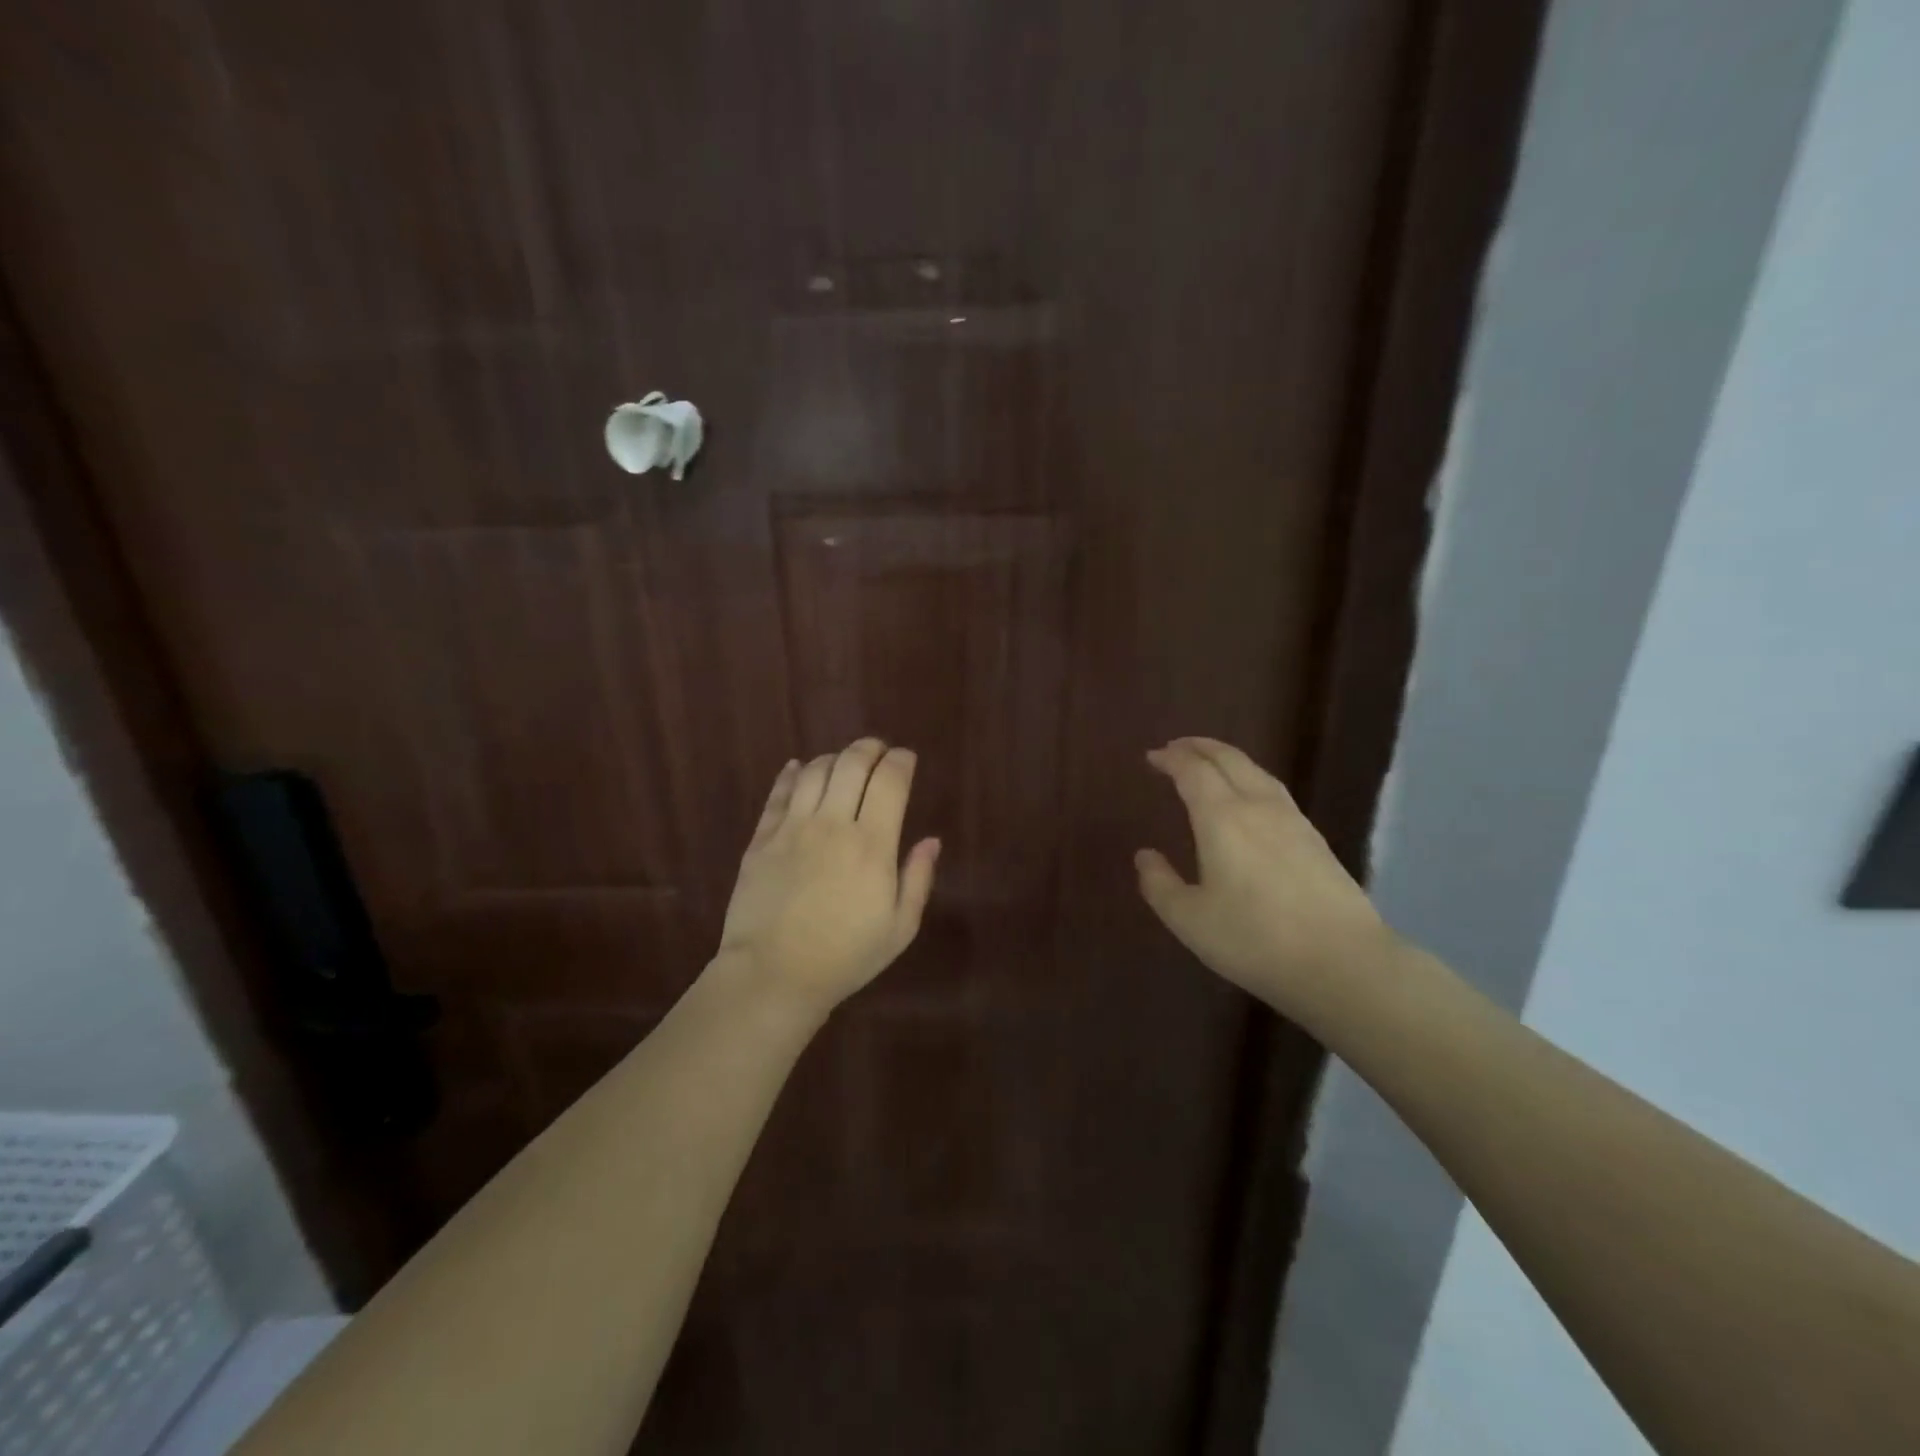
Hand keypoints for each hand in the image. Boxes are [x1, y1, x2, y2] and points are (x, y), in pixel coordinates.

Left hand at [717, 738, 940, 1015]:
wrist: (773, 975)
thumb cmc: (845, 957)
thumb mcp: (899, 928)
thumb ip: (918, 878)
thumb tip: (931, 840)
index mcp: (872, 844)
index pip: (890, 781)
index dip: (901, 761)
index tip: (906, 759)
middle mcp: (833, 824)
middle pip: (852, 763)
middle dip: (870, 748)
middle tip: (878, 751)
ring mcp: (793, 828)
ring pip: (816, 771)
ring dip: (834, 758)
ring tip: (843, 764)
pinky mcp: (762, 839)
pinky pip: (778, 793)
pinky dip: (792, 774)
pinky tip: (800, 769)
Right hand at [1136, 737, 1395, 1015]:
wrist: (1342, 963)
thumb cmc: (1254, 939)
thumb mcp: (1189, 919)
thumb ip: (1160, 884)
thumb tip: (1145, 855)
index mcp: (1222, 818)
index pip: (1193, 771)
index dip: (1170, 758)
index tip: (1152, 756)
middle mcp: (1257, 806)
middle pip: (1228, 759)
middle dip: (1199, 747)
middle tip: (1177, 747)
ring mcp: (1293, 820)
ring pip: (1256, 771)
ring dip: (1228, 759)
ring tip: (1211, 764)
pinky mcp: (1315, 839)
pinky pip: (1274, 790)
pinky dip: (1251, 778)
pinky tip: (1251, 799)